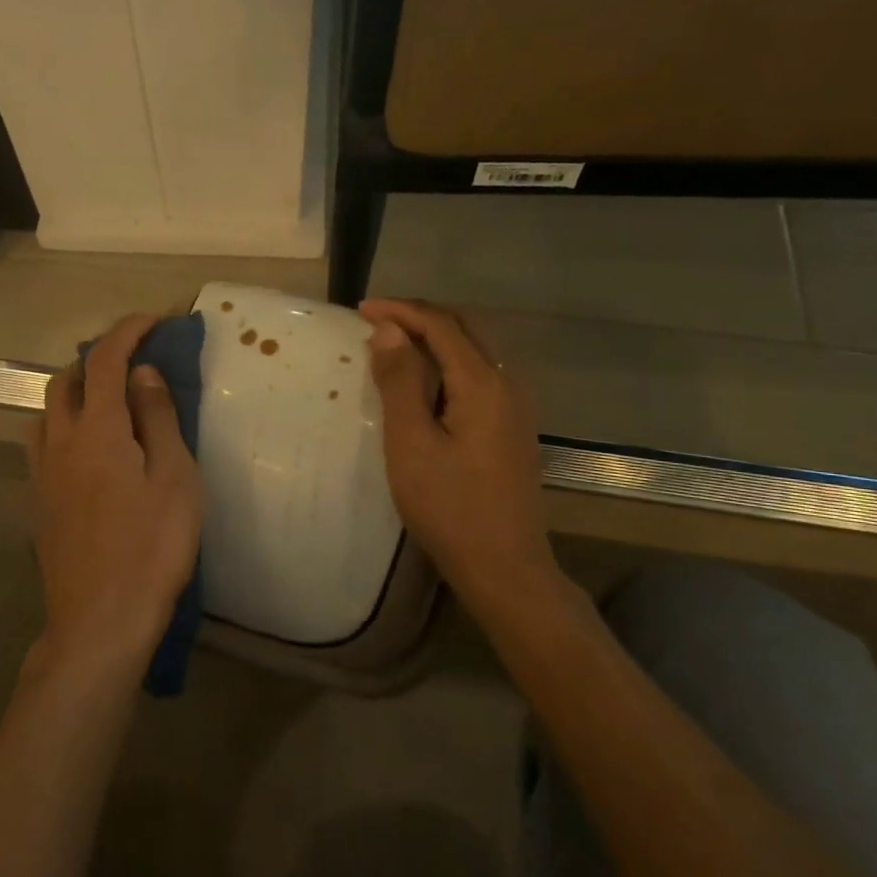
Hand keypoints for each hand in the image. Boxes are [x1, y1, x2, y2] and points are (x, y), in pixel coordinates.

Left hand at [28, 313, 203, 684]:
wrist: (99, 622)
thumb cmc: (151, 548)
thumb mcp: (174, 478)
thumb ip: (156, 418)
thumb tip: (142, 373)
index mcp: (96, 430)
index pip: (105, 360)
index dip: (128, 331)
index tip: (154, 321)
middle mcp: (58, 442)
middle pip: (65, 380)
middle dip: (96, 358)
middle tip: (133, 362)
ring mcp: (41, 474)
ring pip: (46, 411)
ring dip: (74, 390)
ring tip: (107, 401)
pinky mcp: (37, 502)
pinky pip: (42, 442)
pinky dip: (63, 424)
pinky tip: (86, 449)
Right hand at [360, 299, 580, 634]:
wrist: (504, 567)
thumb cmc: (449, 507)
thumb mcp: (411, 444)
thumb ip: (400, 382)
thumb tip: (389, 330)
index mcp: (483, 384)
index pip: (441, 326)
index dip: (401, 311)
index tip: (360, 309)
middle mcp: (507, 385)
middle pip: (464, 330)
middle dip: (420, 316)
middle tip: (376, 319)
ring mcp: (515, 408)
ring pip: (474, 352)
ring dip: (435, 338)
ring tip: (394, 343)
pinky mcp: (512, 428)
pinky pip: (478, 375)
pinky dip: (447, 363)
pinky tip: (424, 382)